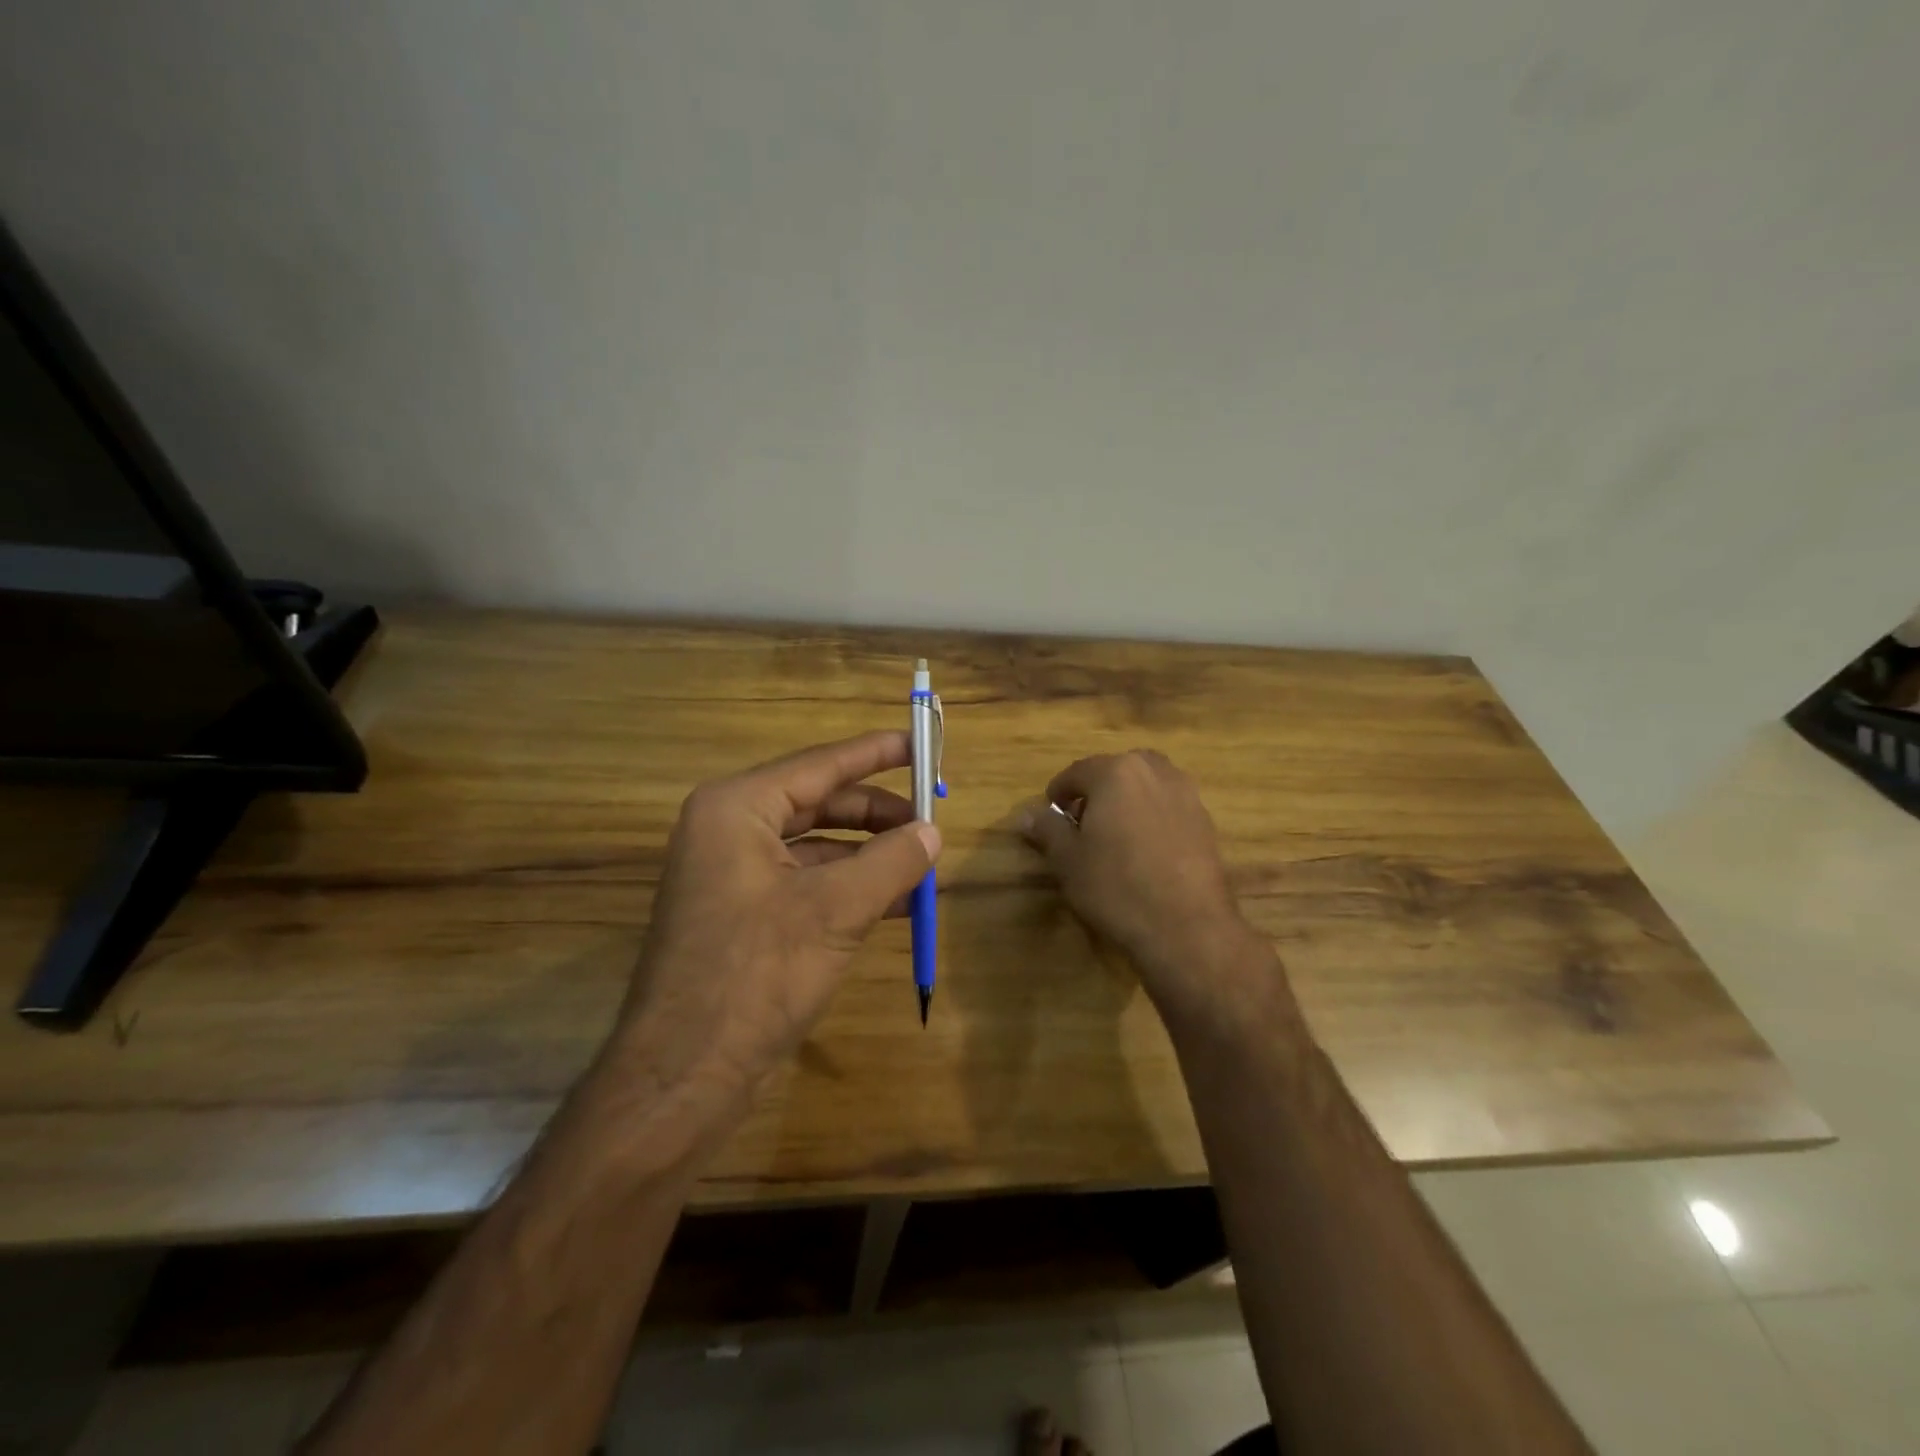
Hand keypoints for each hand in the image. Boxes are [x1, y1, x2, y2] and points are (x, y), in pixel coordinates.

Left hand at [608, 731, 939, 1103]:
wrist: (684, 1076)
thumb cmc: (756, 974)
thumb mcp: (836, 910)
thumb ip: (891, 862)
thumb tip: (933, 832)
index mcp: (737, 809)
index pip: (820, 764)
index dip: (876, 753)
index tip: (920, 742)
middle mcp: (729, 831)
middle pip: (820, 803)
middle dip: (878, 814)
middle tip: (932, 822)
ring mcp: (733, 875)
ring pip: (817, 847)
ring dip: (871, 856)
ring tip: (925, 868)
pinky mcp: (743, 916)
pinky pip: (807, 883)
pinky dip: (851, 888)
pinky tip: (896, 904)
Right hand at [1021, 749, 1277, 1032]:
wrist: (1186, 927)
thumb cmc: (1116, 887)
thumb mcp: (1067, 860)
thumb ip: (1047, 829)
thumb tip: (1027, 815)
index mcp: (1116, 772)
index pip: (1077, 772)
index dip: (1058, 793)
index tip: (1050, 816)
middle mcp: (1154, 771)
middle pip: (1116, 771)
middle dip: (1097, 791)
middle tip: (1082, 824)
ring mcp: (1186, 795)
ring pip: (1146, 786)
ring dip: (1127, 801)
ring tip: (1115, 836)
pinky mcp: (1206, 822)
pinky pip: (1168, 807)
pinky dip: (1152, 818)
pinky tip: (1144, 852)